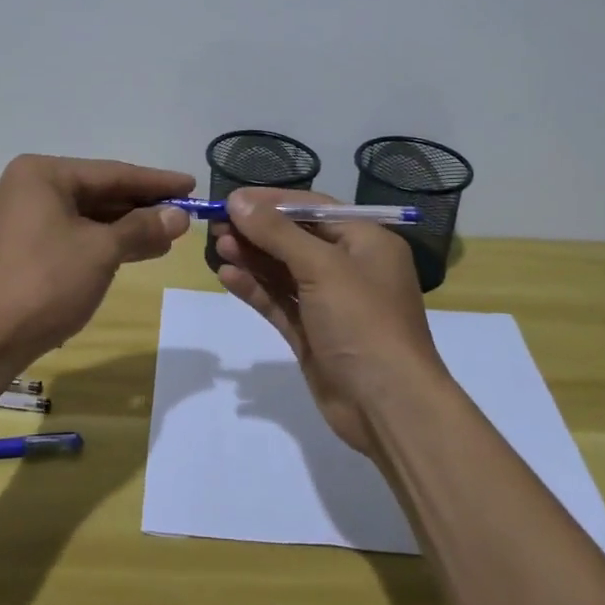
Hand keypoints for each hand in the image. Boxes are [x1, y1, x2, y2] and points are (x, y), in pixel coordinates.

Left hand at [0, 154, 194, 361]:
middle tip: (185, 215)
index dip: (156, 182)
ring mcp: (21, 220)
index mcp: (42, 175)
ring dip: (126, 228)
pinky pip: (72, 236)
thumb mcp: (101, 251)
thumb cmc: (45, 282)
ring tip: (169, 238)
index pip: (112, 173)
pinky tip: (135, 252)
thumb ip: (142, 228)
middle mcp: (28, 189)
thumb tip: (180, 216)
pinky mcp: (22, 250)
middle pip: (99, 192)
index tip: (192, 185)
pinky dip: (104, 244)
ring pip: (87, 217)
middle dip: (142, 207)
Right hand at [214, 188, 449, 457]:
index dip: (272, 202)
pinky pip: (279, 302)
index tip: (233, 199)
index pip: (314, 209)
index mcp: (367, 242)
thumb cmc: (363, 322)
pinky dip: (255, 289)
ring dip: (252, 258)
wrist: (387, 405)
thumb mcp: (322, 267)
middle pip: (296, 239)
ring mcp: (330, 303)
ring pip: (284, 271)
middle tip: (217, 226)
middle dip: (257, 232)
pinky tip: (227, 277)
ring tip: (218, 247)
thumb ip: (277, 233)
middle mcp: (350, 268)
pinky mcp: (312, 333)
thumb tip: (238, 201)